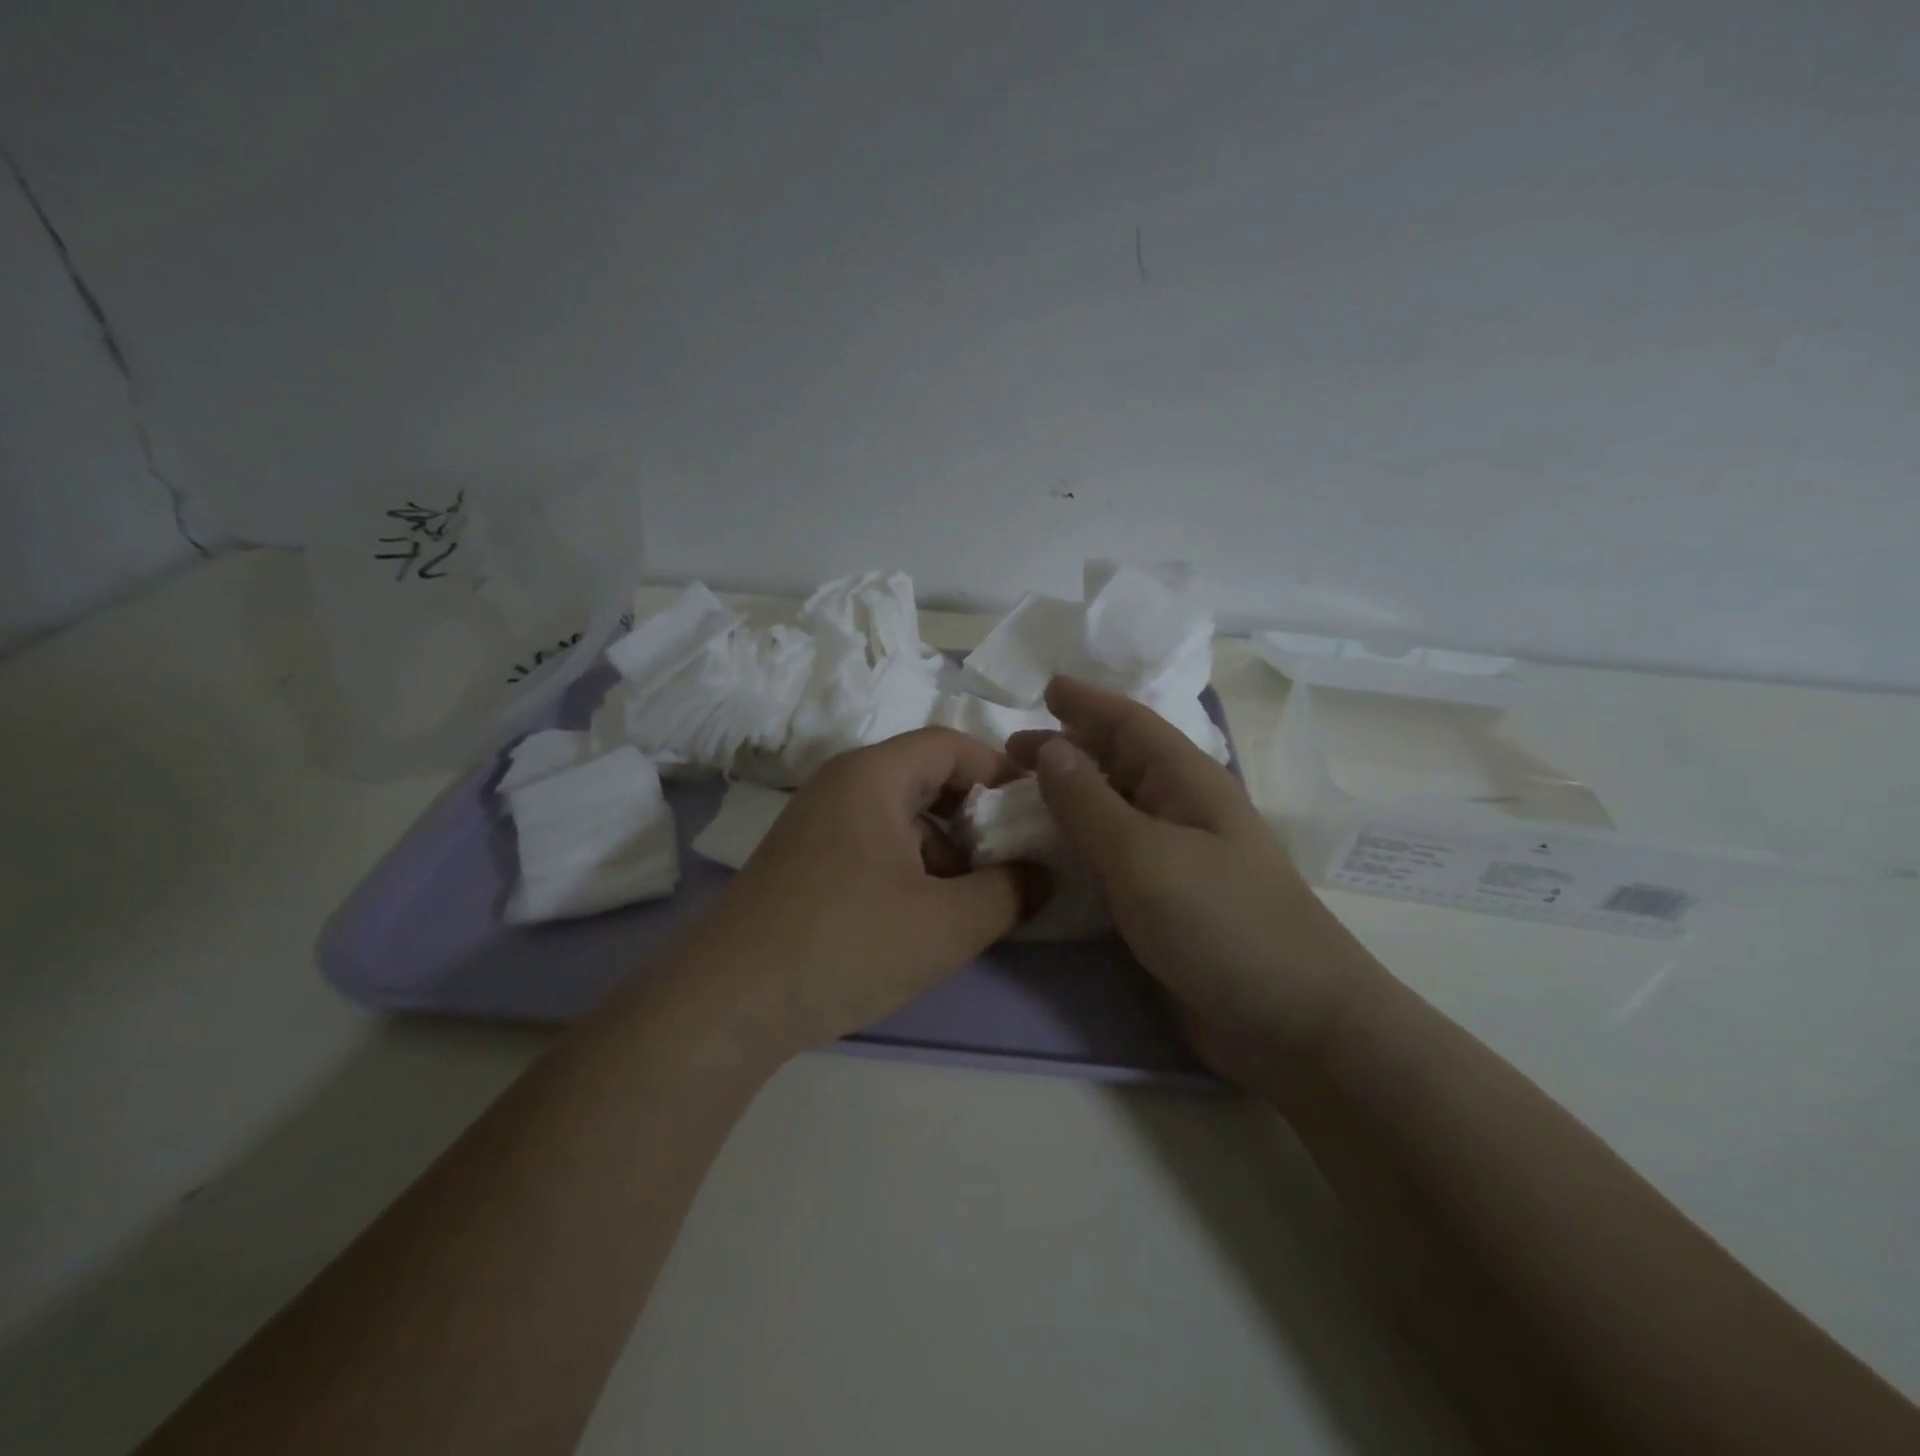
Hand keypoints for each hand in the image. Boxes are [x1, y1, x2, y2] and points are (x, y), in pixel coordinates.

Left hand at [680, 728, 1041, 1055]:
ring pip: (900, 815)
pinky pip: (871, 843)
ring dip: (943, 849)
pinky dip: (907, 867)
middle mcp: (840, 784)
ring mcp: (816, 822)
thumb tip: (1043, 875)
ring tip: (967, 902)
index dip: (1002, 772)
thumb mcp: (947, 923)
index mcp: (873, 776)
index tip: (1034, 815)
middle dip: (975, 817)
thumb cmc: (847, 944)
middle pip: (926, 777)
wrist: (728, 1001)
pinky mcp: (802, 860)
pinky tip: (918, 918)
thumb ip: (1011, 891)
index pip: (952, 744)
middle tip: (1009, 860)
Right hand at [1008, 678, 1382, 1065]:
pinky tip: (1048, 854)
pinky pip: (1111, 858)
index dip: (1087, 702)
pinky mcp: (1165, 903)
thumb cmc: (1220, 922)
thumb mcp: (1143, 854)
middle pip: (1118, 764)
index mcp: (1187, 782)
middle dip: (1067, 749)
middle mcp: (1181, 811)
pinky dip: (1077, 847)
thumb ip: (1089, 801)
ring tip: (1018, 797)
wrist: (1292, 1024)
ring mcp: (1176, 860)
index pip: (1130, 723)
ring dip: (1067, 799)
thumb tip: (1050, 746)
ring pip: (1112, 811)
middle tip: (1010, 752)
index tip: (1044, 687)